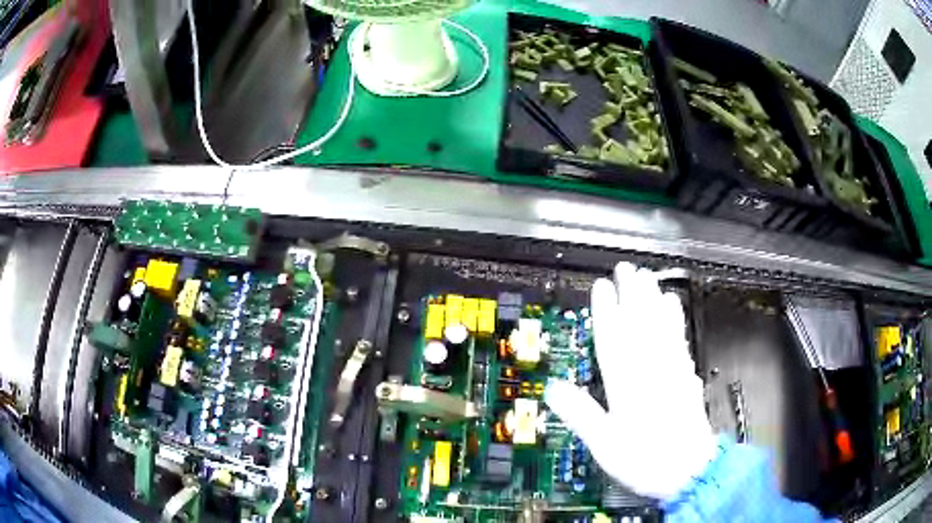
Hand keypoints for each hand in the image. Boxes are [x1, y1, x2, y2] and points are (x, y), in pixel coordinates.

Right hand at [545, 263, 716, 499]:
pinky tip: (674, 308)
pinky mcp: (686, 377)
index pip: (614, 340)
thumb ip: (580, 414)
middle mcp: (651, 371)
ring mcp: (672, 371)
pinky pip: (679, 340)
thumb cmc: (645, 460)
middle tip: (627, 268)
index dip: (606, 311)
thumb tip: (553, 388)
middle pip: (641, 324)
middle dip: (633, 293)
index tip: (601, 286)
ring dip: (654, 299)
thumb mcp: (604, 445)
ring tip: (649, 277)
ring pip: (662, 327)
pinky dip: (675, 319)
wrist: (690, 471)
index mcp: (628, 385)